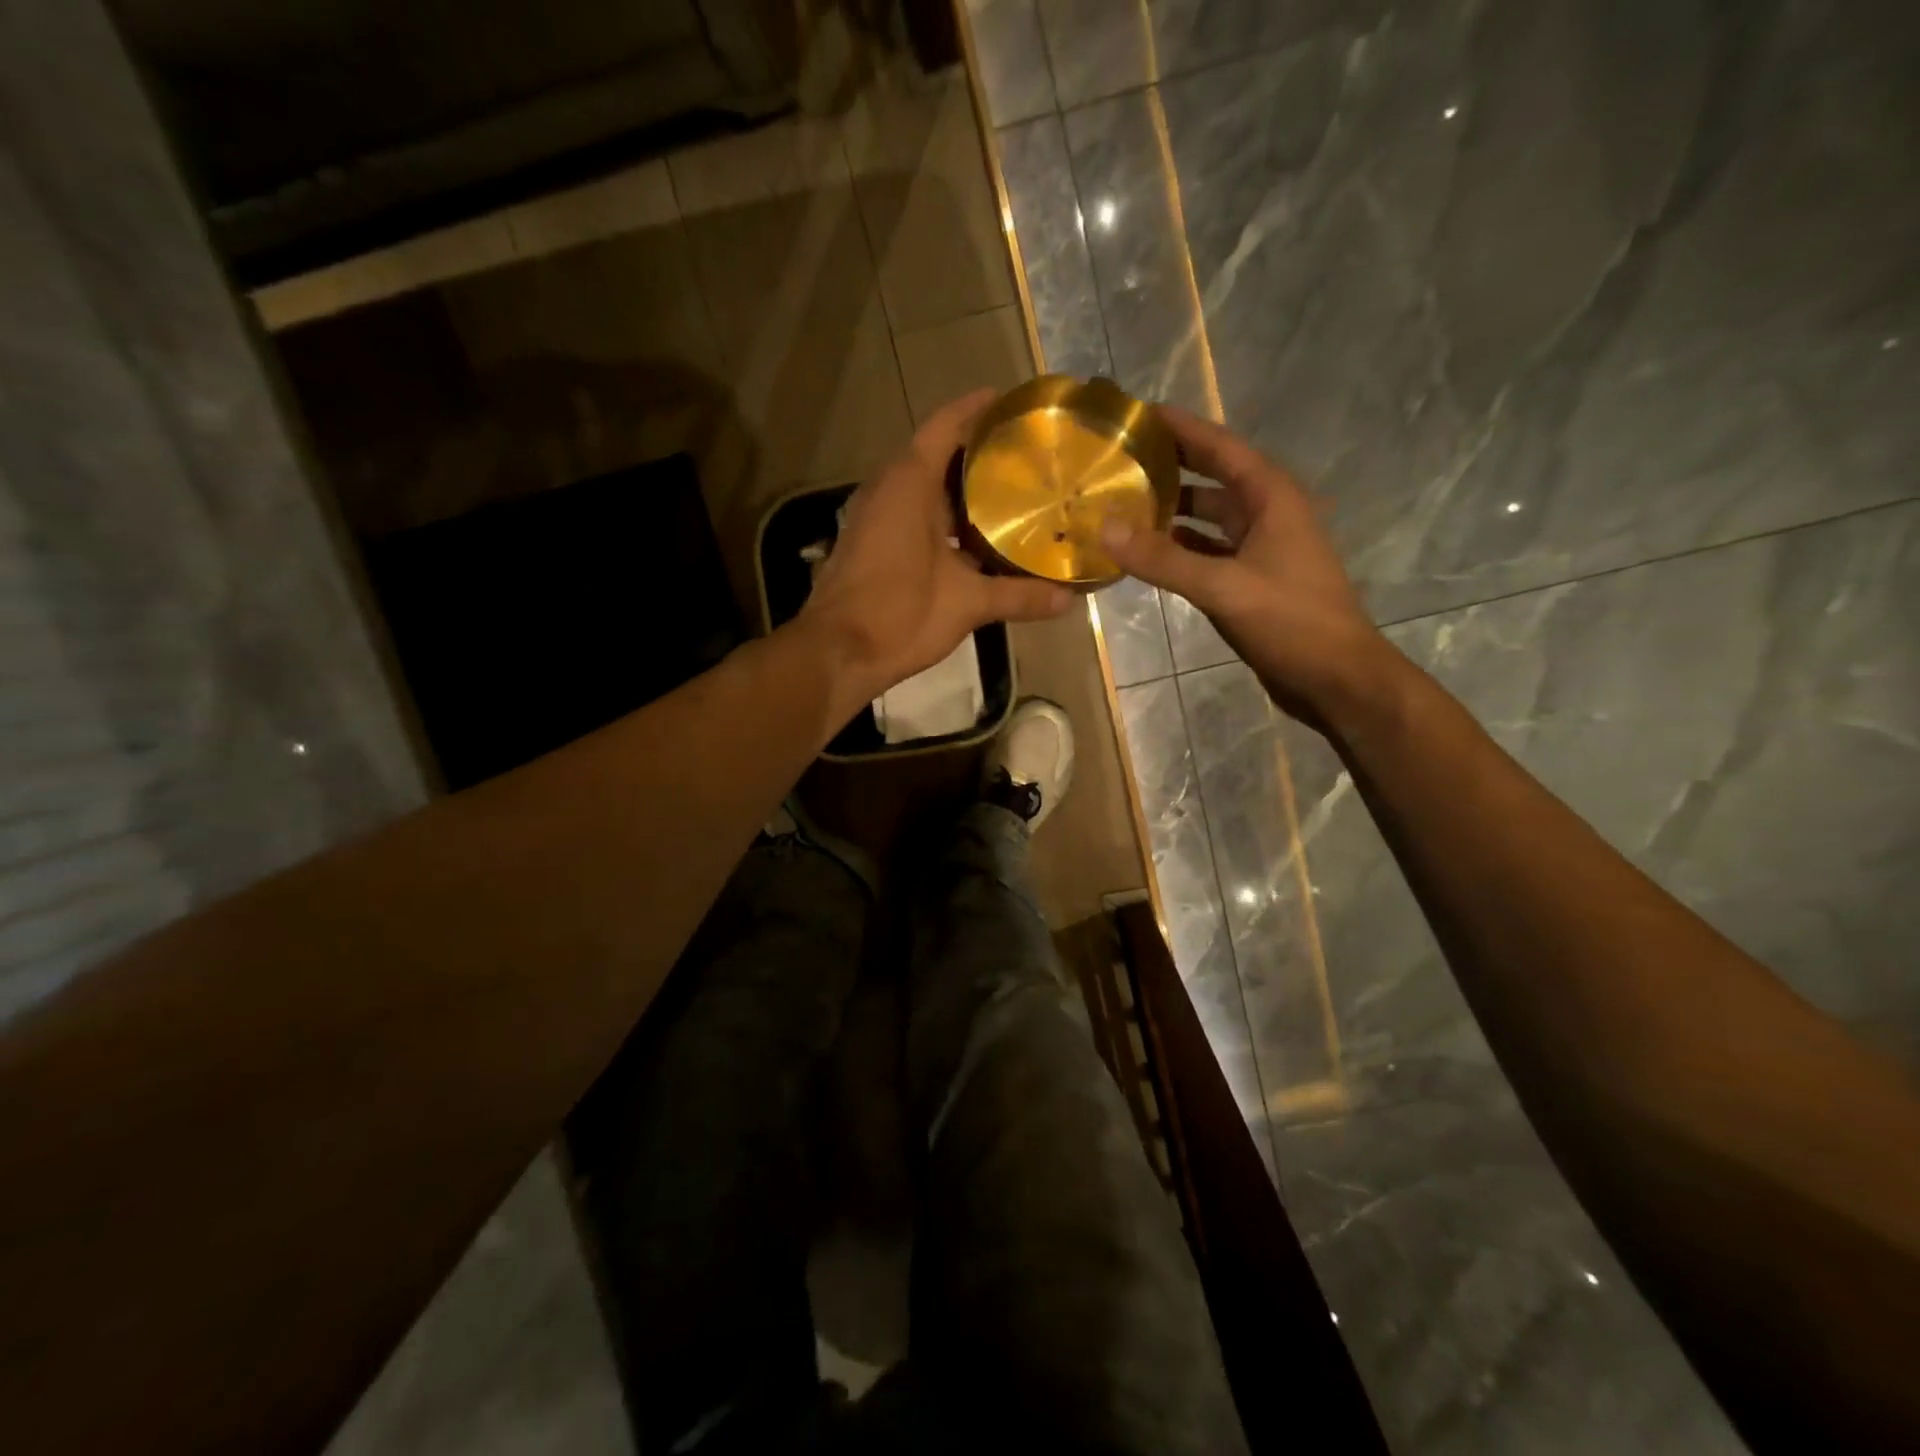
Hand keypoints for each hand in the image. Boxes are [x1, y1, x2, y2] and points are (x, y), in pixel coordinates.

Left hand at [798, 389, 1073, 708]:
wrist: (837, 653)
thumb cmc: (899, 613)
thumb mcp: (966, 603)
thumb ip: (1019, 596)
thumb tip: (1070, 599)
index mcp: (910, 483)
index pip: (946, 425)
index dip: (979, 408)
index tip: (1016, 402)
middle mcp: (889, 489)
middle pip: (939, 455)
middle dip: (981, 453)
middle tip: (1029, 456)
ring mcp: (877, 516)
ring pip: (927, 489)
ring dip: (965, 490)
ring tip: (1013, 493)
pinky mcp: (874, 543)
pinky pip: (916, 514)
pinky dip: (947, 518)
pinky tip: (978, 538)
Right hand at [1100, 405, 1394, 727]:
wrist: (1335, 677)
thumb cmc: (1290, 622)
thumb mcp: (1223, 587)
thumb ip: (1164, 559)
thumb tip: (1105, 528)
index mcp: (1271, 497)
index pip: (1220, 447)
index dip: (1182, 428)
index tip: (1138, 414)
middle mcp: (1267, 513)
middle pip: (1212, 478)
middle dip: (1169, 466)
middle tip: (1118, 460)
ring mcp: (1260, 548)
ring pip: (1207, 518)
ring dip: (1170, 510)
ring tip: (1121, 503)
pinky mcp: (1250, 579)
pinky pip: (1207, 551)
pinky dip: (1178, 548)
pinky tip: (1146, 552)